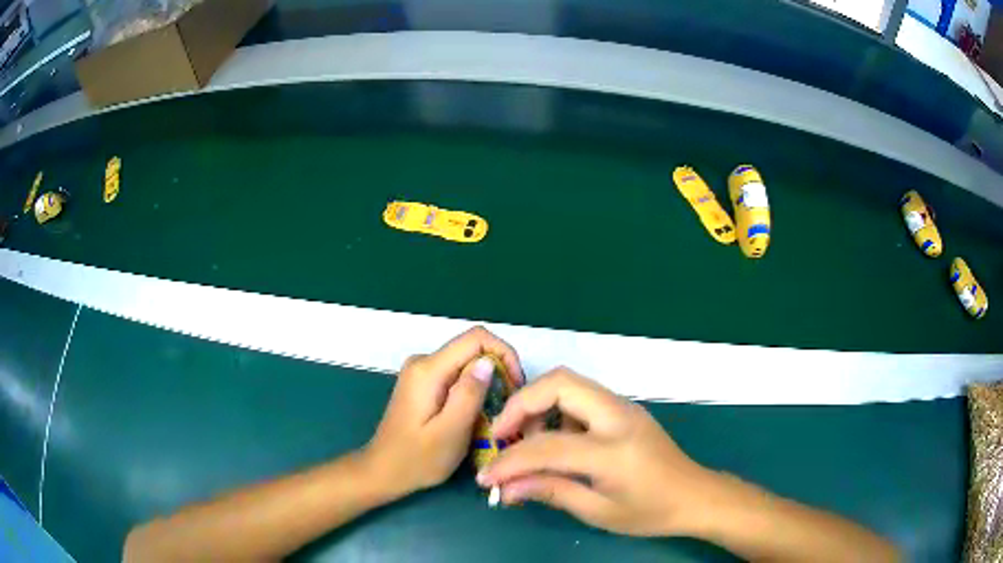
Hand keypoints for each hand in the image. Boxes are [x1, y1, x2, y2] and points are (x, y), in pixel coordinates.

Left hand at [364, 327, 522, 498]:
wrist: (383, 472)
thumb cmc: (417, 459)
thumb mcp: (450, 432)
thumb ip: (469, 394)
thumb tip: (489, 362)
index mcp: (428, 369)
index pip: (476, 338)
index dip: (504, 354)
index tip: (516, 386)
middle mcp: (423, 362)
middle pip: (472, 349)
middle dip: (498, 371)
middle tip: (510, 407)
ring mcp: (421, 372)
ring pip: (466, 363)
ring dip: (488, 383)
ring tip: (498, 414)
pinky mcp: (423, 384)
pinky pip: (456, 375)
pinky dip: (474, 389)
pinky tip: (478, 415)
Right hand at [478, 368, 720, 536]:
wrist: (695, 495)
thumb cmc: (650, 511)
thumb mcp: (598, 511)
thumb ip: (550, 492)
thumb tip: (504, 489)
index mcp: (613, 450)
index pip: (547, 446)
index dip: (509, 461)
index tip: (485, 477)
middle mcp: (618, 416)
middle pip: (560, 383)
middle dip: (520, 404)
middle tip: (502, 435)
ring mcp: (624, 407)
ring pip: (570, 383)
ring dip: (538, 404)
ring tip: (525, 440)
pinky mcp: (625, 409)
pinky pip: (582, 396)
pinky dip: (557, 410)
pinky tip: (554, 439)